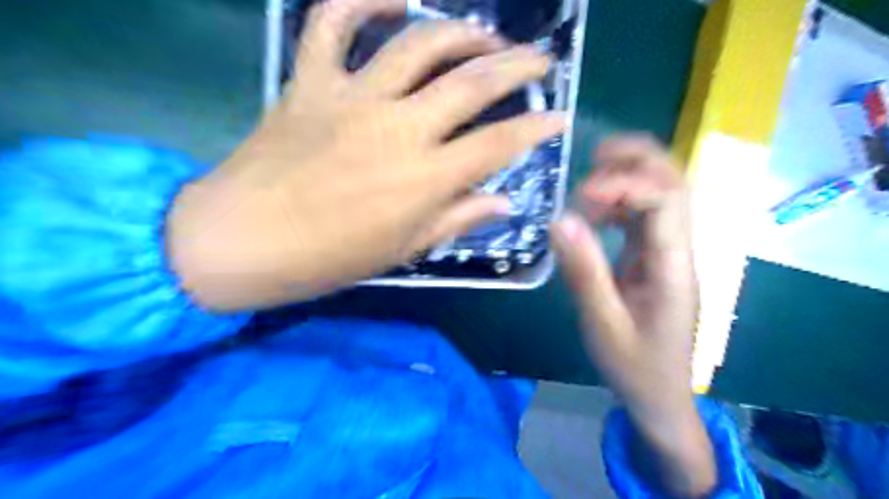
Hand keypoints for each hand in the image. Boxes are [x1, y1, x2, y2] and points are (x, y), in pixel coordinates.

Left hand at [169, 0, 565, 311]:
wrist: (241, 242)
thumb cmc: (327, 258)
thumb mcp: (403, 251)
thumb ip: (456, 219)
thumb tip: (501, 201)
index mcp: (423, 179)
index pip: (498, 143)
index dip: (536, 128)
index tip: (558, 118)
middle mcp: (397, 129)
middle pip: (471, 82)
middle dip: (517, 65)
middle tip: (539, 59)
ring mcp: (351, 97)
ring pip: (418, 43)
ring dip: (462, 31)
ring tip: (486, 33)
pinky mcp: (310, 82)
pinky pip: (332, 22)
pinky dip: (363, 0)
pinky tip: (395, 0)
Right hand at [553, 134, 717, 495]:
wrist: (659, 394)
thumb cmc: (634, 365)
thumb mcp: (602, 322)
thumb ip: (583, 271)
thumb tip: (560, 220)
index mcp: (673, 266)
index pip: (665, 201)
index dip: (625, 184)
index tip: (582, 195)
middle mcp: (678, 250)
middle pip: (675, 184)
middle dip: (638, 159)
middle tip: (594, 155)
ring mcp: (668, 251)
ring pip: (662, 193)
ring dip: (629, 175)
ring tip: (589, 180)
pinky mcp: (654, 257)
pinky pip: (643, 216)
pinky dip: (618, 203)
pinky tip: (593, 213)